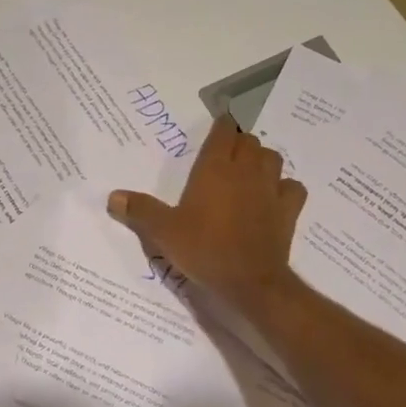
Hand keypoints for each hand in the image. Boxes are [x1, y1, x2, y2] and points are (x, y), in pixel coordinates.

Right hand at [108, 113, 306, 324]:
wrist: (250, 282)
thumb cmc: (204, 249)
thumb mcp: (163, 231)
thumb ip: (140, 210)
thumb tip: (113, 196)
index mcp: (215, 168)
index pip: (224, 131)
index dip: (222, 125)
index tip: (217, 125)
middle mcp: (246, 171)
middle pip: (249, 141)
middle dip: (238, 142)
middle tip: (224, 155)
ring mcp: (271, 189)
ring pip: (273, 158)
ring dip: (262, 159)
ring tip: (248, 171)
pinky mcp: (288, 211)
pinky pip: (292, 187)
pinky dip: (284, 187)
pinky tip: (273, 197)